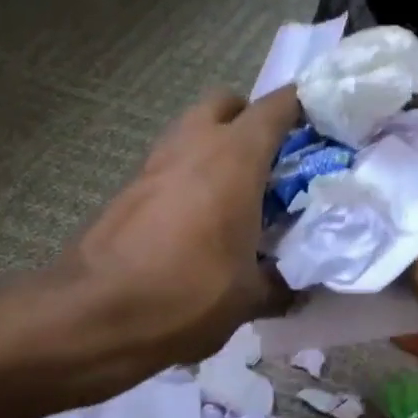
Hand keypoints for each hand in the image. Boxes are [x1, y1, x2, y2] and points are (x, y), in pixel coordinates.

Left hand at [60, 87, 299, 367]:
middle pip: (225, 104)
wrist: (94, 314)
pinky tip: (196, 222)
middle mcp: (192, 145)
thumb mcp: (248, 298)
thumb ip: (279, 285)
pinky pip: (168, 167)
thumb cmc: (187, 295)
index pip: (277, 107)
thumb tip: (293, 289)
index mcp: (234, 159)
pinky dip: (187, 178)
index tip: (324, 122)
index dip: (304, 107)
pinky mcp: (126, 190)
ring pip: (190, 131)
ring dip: (214, 148)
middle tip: (269, 160)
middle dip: (249, 120)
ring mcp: (153, 164)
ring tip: (234, 195)